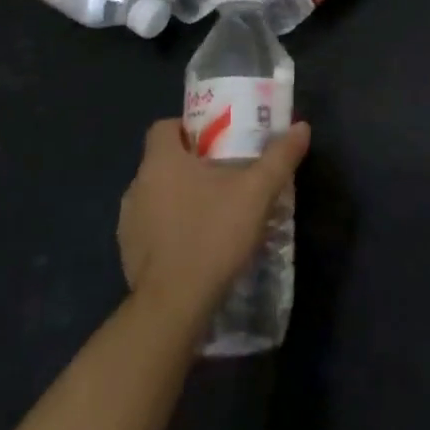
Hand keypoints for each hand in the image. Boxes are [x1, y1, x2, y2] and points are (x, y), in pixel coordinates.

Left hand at [118, 118, 310, 322]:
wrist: (175, 303)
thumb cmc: (213, 234)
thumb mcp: (257, 192)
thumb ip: (280, 157)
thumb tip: (301, 126)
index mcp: (161, 161)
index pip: (164, 127)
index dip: (189, 128)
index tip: (216, 140)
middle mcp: (137, 185)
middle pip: (163, 160)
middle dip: (191, 163)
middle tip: (226, 174)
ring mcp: (128, 221)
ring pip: (156, 194)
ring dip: (179, 196)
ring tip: (213, 209)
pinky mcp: (128, 252)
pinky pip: (151, 226)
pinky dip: (170, 227)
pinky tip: (196, 243)